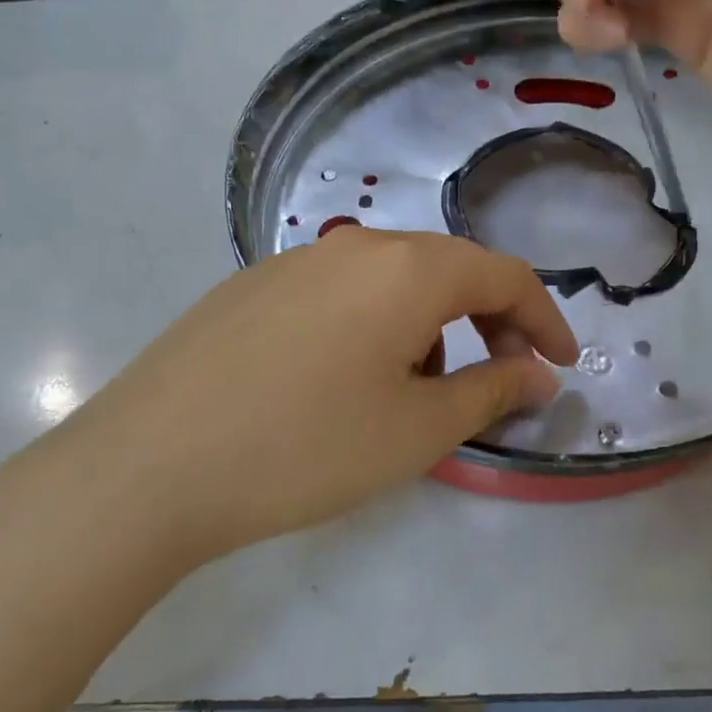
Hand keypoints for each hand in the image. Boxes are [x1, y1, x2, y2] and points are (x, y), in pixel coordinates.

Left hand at [3, 227, 577, 572]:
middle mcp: (355, 246)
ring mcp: (297, 261)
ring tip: (417, 392)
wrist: (149, 465)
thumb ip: (492, 393)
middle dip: (489, 321)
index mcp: (407, 269)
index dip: (544, 319)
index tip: (562, 366)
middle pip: (449, 270)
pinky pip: (342, 293)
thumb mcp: (417, 430)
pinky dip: (375, 326)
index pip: (504, 275)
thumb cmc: (305, 448)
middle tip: (500, 379)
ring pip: (393, 281)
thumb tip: (536, 375)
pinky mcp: (254, 285)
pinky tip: (347, 380)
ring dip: (429, 327)